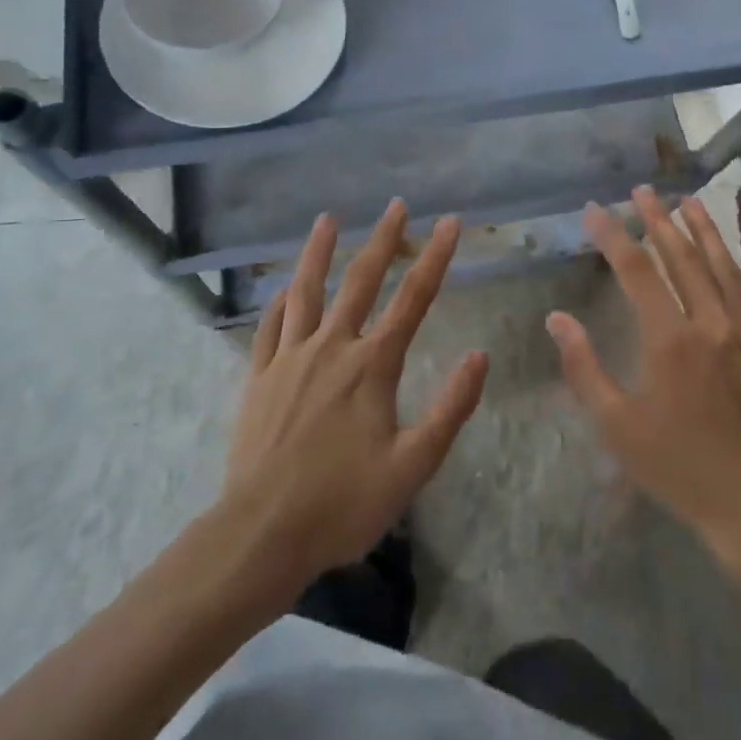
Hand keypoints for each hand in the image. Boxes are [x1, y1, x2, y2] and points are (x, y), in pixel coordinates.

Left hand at [221, 200, 487, 596]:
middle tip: (397, 205)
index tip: (451, 223)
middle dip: (383, 240)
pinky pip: (271, 326)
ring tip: (327, 219)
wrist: (261, 534)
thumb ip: (450, 409)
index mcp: (372, 365)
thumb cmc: (343, 503)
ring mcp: (290, 358)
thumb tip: (480, 356)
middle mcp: (332, 347)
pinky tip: (284, 287)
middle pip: (361, 281)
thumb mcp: (412, 466)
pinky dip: (280, 301)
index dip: (435, 258)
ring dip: (319, 252)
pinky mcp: (260, 376)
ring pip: (306, 291)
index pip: (413, 299)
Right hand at [548, 188, 740, 575]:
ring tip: (688, 200)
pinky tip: (726, 258)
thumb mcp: (617, 425)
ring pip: (721, 266)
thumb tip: (558, 318)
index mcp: (671, 338)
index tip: (595, 210)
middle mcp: (710, 322)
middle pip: (683, 256)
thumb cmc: (678, 467)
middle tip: (643, 190)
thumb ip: (584, 367)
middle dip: (659, 219)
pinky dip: (732, 267)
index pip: (638, 270)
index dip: (614, 235)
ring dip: (702, 230)